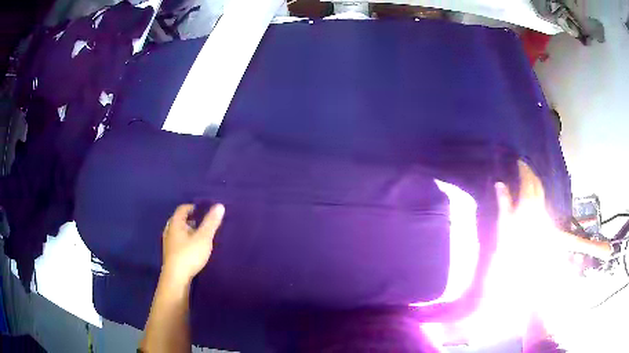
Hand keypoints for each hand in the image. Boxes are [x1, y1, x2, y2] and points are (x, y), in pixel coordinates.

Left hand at [161, 204, 224, 282]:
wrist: (176, 278)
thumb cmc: (189, 255)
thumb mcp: (203, 238)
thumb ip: (211, 223)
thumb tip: (219, 206)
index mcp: (175, 224)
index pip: (182, 209)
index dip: (192, 207)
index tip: (202, 209)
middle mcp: (169, 231)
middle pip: (178, 220)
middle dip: (189, 219)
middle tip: (201, 222)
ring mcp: (168, 243)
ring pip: (177, 232)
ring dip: (187, 231)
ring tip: (198, 235)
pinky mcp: (170, 254)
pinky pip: (177, 241)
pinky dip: (184, 240)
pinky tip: (192, 248)